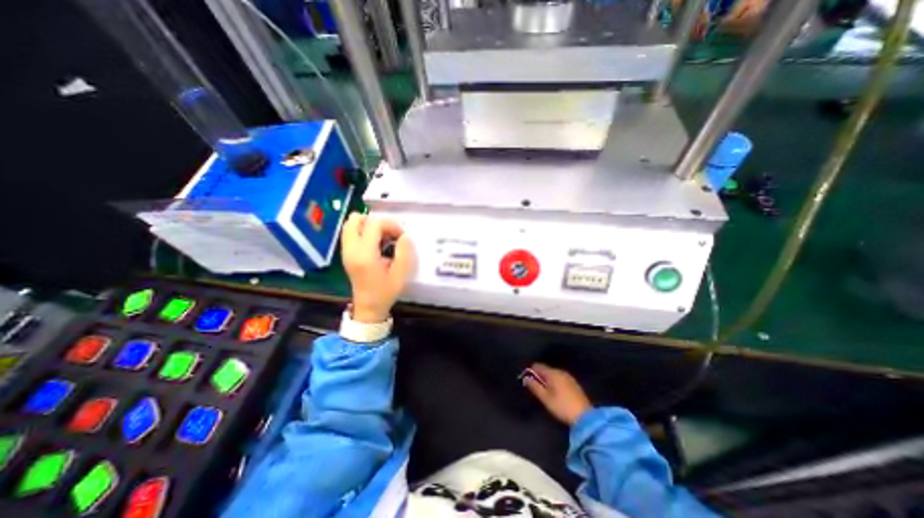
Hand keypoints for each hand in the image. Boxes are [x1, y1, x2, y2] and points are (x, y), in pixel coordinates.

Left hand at [338, 212, 413, 322]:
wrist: (369, 307)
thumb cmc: (385, 292)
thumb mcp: (401, 274)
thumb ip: (404, 252)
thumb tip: (404, 236)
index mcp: (364, 255)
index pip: (374, 224)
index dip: (391, 225)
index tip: (401, 236)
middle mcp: (351, 249)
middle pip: (356, 219)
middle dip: (376, 222)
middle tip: (389, 234)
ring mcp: (346, 251)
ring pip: (351, 224)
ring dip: (369, 225)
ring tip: (383, 238)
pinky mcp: (346, 253)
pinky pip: (351, 232)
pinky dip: (364, 232)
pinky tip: (376, 244)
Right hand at [524, 364, 595, 424]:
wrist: (585, 417)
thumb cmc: (562, 406)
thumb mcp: (545, 398)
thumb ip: (535, 386)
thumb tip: (526, 377)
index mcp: (552, 373)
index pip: (538, 365)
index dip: (531, 372)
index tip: (529, 381)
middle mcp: (561, 371)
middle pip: (546, 369)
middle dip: (540, 376)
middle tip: (537, 389)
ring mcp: (569, 377)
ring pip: (553, 374)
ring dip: (548, 380)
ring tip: (546, 392)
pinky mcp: (574, 383)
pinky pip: (560, 378)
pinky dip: (556, 382)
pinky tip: (556, 393)